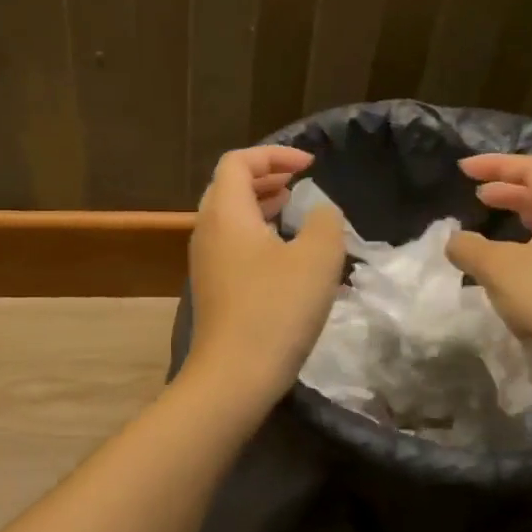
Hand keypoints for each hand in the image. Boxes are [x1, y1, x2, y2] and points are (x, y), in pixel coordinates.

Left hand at [184, 146, 345, 407]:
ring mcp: (207, 262)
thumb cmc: (276, 309)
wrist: (234, 376)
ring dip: (262, 205)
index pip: (238, 162)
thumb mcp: (317, 258)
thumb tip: (320, 211)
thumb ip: (325, 221)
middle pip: (229, 186)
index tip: (310, 166)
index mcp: (226, 213)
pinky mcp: (214, 288)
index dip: (274, 155)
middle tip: (300, 182)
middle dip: (266, 176)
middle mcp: (208, 231)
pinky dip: (258, 233)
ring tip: (294, 208)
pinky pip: (233, 244)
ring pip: (231, 217)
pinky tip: (287, 254)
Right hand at [445, 154, 531, 383]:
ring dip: (514, 215)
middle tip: (474, 191)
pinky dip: (521, 244)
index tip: (462, 169)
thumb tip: (453, 240)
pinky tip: (502, 262)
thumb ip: (468, 246)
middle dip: (507, 188)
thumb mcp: (499, 267)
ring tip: (486, 217)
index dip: (496, 164)